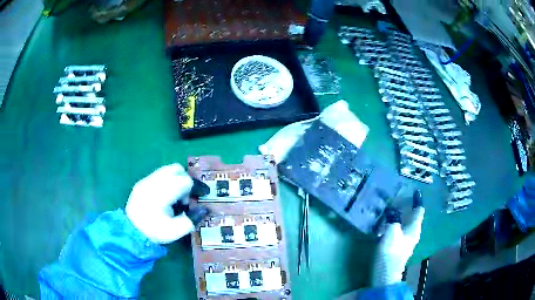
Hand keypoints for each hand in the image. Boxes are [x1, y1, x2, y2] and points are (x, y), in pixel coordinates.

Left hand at [126, 163, 196, 243]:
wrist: (130, 232)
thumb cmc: (154, 231)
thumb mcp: (176, 231)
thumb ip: (192, 219)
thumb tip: (204, 209)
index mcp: (162, 193)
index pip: (185, 180)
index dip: (196, 186)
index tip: (202, 195)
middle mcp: (153, 182)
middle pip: (176, 169)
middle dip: (186, 179)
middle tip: (187, 196)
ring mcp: (146, 180)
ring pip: (167, 170)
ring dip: (176, 180)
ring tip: (176, 198)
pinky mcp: (141, 183)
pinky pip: (158, 175)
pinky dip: (167, 182)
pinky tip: (165, 198)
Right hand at [372, 191, 424, 286]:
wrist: (385, 274)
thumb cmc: (391, 253)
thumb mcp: (391, 233)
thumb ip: (393, 219)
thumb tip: (392, 210)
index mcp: (414, 228)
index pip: (419, 210)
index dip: (417, 200)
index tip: (413, 190)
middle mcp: (413, 233)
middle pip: (413, 215)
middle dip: (407, 206)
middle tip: (397, 195)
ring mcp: (406, 240)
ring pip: (405, 222)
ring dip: (400, 214)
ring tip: (391, 206)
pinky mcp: (398, 245)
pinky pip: (399, 228)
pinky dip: (395, 222)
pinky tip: (386, 221)